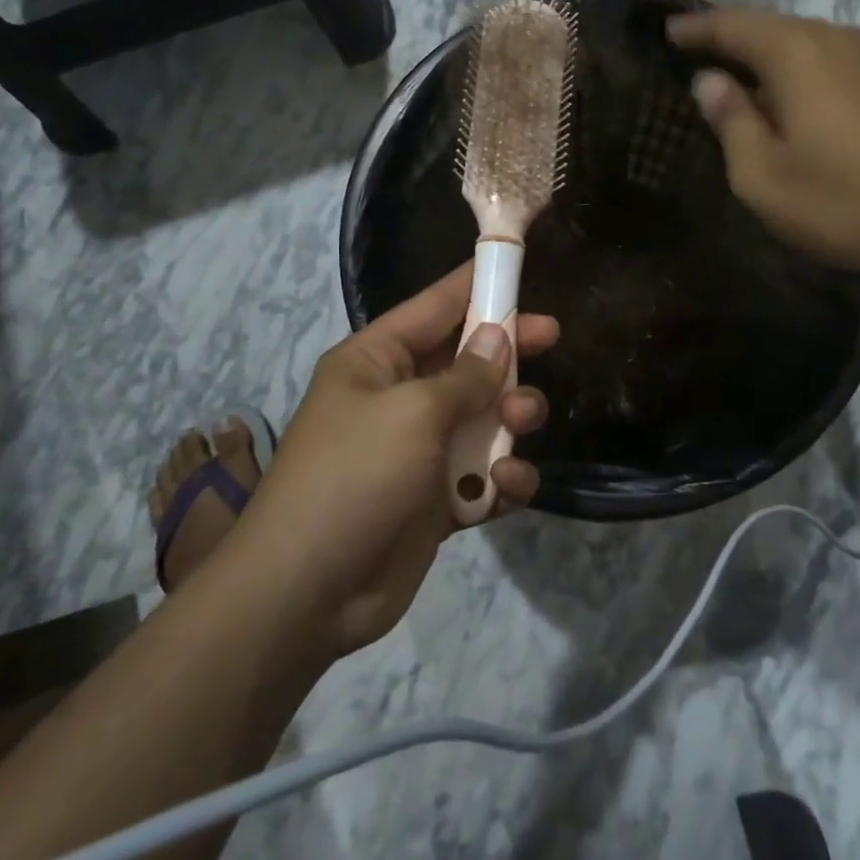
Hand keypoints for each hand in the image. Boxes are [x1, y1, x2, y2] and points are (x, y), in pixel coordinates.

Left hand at [238, 266, 557, 657]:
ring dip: (510, 418)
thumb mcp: (412, 412)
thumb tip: (498, 336)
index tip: (518, 267)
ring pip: (483, 418)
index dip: (476, 285)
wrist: (308, 592)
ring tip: (521, 422)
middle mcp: (398, 399)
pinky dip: (502, 479)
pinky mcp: (436, 501)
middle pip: (466, 360)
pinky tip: (507, 485)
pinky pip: (483, 476)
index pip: (433, 307)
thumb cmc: (354, 476)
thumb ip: (465, 375)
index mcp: (376, 361)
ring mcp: (419, 452)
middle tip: (551, 339)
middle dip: (507, 353)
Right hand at [667, 9, 859, 277]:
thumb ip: (732, 123)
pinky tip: (798, 96)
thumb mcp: (765, 177)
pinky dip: (803, 69)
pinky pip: (834, 60)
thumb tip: (709, 82)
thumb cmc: (847, 200)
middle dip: (734, 36)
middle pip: (773, 26)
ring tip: (743, 74)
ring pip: (808, 42)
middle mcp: (836, 39)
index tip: (669, 32)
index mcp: (795, 54)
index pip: (733, 25)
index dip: (698, 29)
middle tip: (701, 52)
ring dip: (770, 54)